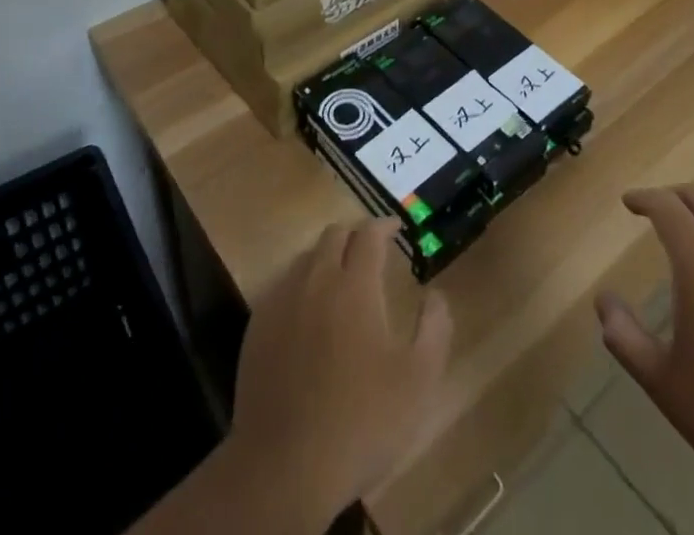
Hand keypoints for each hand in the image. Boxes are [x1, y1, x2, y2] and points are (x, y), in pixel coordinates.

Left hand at [228, 219, 451, 524]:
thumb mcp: (418, 381)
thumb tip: (435, 294)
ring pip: (306, 257)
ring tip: (342, 280)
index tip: (397, 228)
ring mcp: (281, 301)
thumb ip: (435, 328)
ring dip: (327, 257)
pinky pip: (282, 286)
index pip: (369, 234)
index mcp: (355, 285)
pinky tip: (309, 313)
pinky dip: (302, 285)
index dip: (385, 225)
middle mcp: (315, 280)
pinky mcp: (257, 326)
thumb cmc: (361, 422)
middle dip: (355, 235)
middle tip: (371, 252)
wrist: (284, 468)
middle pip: (334, 235)